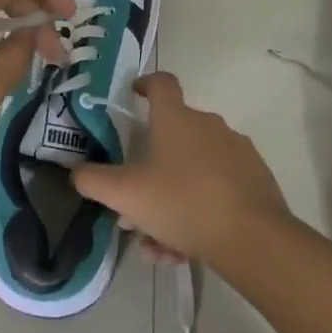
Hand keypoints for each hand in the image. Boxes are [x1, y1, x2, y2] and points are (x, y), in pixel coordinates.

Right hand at [71, 72, 291, 265]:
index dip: (145, 84)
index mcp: (176, 118)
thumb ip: (94, 181)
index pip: (161, 83)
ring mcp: (236, 151)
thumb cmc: (183, 203)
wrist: (253, 238)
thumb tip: (76, 171)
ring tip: (160, 246)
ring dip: (171, 201)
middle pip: (173, 138)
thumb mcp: (126, 195)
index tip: (134, 95)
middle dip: (150, 172)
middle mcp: (208, 125)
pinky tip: (186, 249)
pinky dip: (198, 211)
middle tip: (135, 207)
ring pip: (193, 171)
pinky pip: (217, 188)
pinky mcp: (256, 178)